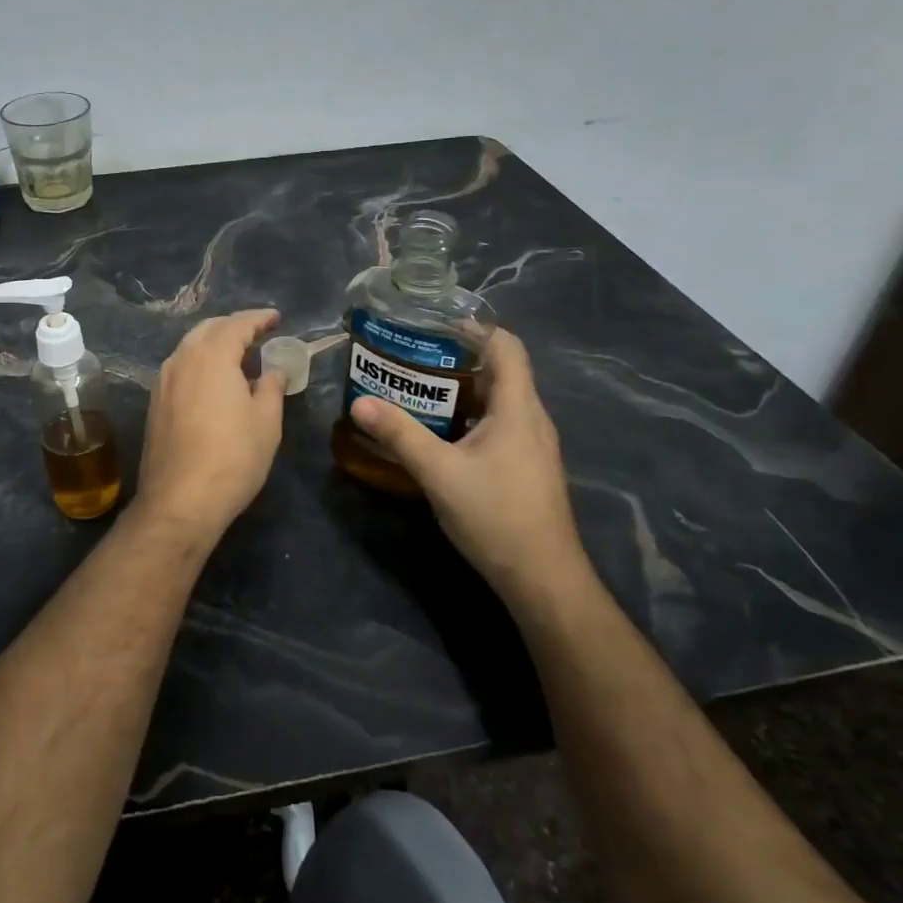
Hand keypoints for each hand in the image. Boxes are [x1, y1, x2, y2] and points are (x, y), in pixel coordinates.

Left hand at [134, 309, 285, 540]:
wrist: (180, 501)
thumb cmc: (233, 457)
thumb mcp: (266, 421)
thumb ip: (271, 387)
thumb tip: (273, 371)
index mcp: (211, 356)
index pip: (237, 324)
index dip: (259, 318)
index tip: (276, 318)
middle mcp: (181, 360)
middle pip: (208, 329)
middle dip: (233, 326)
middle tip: (257, 332)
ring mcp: (162, 382)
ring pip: (189, 348)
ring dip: (214, 344)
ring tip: (237, 354)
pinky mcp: (154, 404)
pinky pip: (180, 369)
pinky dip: (199, 363)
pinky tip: (213, 380)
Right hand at [349, 328, 586, 598]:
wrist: (543, 579)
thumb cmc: (496, 516)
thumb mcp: (439, 473)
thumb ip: (399, 434)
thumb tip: (360, 403)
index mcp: (518, 408)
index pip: (506, 346)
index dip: (475, 327)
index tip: (434, 323)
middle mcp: (531, 418)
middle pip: (500, 370)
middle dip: (458, 357)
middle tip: (413, 354)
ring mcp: (532, 445)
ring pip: (498, 400)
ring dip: (462, 389)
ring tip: (418, 387)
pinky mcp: (527, 466)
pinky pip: (499, 424)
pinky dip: (470, 416)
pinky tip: (440, 431)